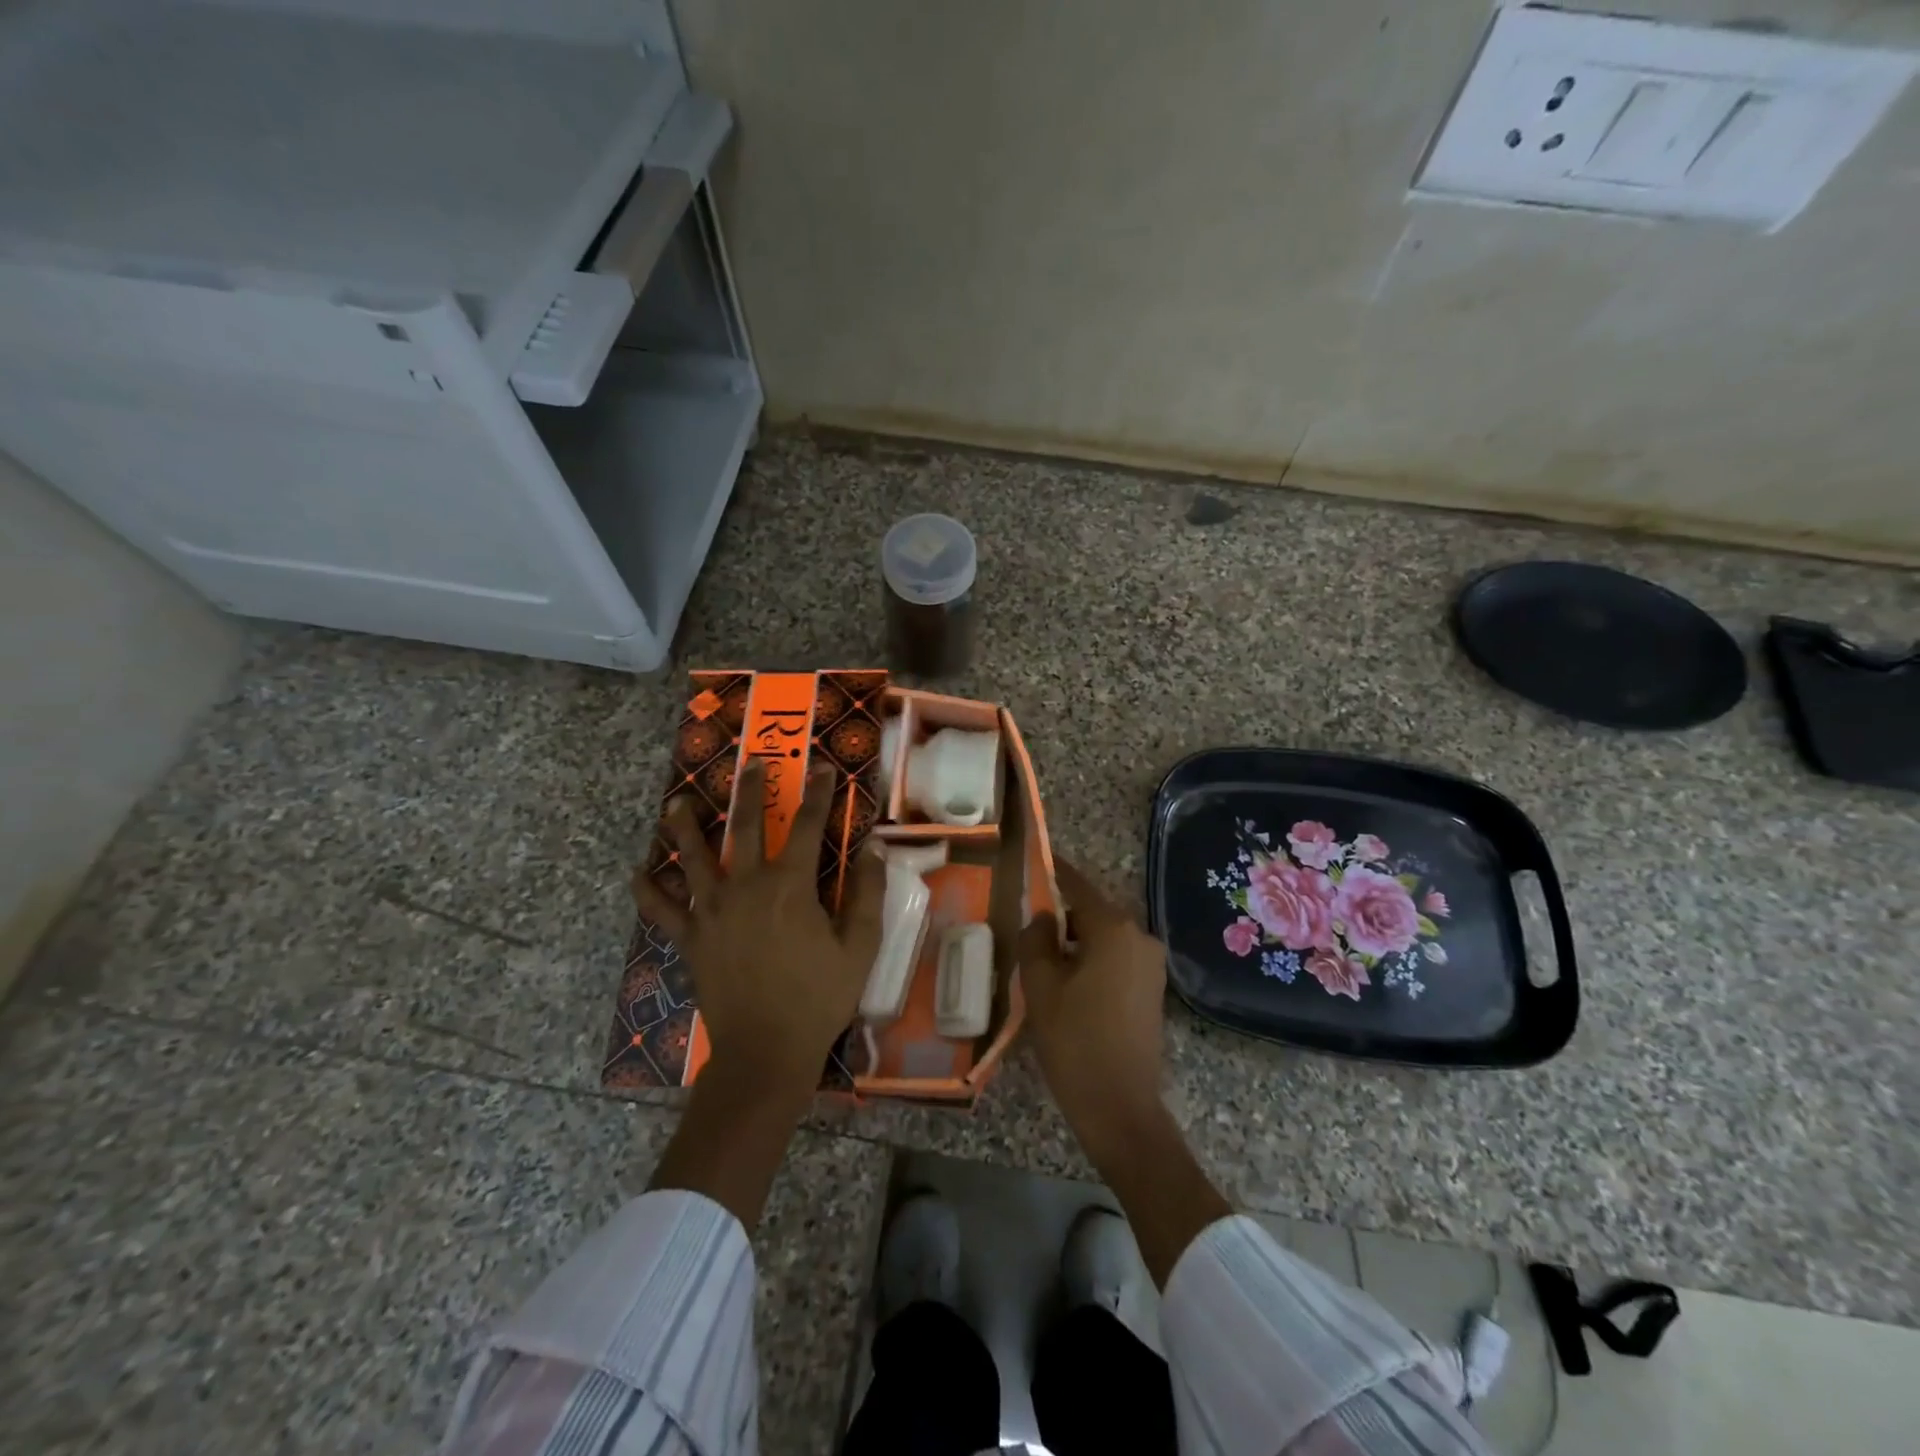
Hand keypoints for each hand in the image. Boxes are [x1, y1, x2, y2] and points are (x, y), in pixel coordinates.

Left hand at [634, 758, 884, 1099]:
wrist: (765, 1051)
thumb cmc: (819, 998)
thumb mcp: (860, 947)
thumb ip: (867, 893)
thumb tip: (872, 847)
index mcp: (791, 886)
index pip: (807, 826)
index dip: (818, 795)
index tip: (823, 769)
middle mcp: (746, 886)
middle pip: (744, 826)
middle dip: (750, 791)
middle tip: (750, 763)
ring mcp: (712, 911)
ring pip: (694, 858)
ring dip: (686, 827)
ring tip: (678, 803)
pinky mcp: (690, 938)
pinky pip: (661, 910)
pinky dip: (647, 891)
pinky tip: (636, 874)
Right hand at [1018, 857, 1169, 1151]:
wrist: (1121, 1107)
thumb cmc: (1075, 1041)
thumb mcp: (1041, 986)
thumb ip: (1036, 939)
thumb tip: (1043, 917)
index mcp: (1114, 929)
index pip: (1078, 886)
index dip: (1056, 872)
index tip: (1036, 859)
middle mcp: (1140, 937)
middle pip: (1093, 911)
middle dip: (1062, 913)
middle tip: (1027, 921)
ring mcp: (1151, 964)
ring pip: (1105, 937)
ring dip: (1076, 939)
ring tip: (1041, 954)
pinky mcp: (1152, 989)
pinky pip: (1117, 958)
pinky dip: (1092, 958)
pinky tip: (1067, 979)